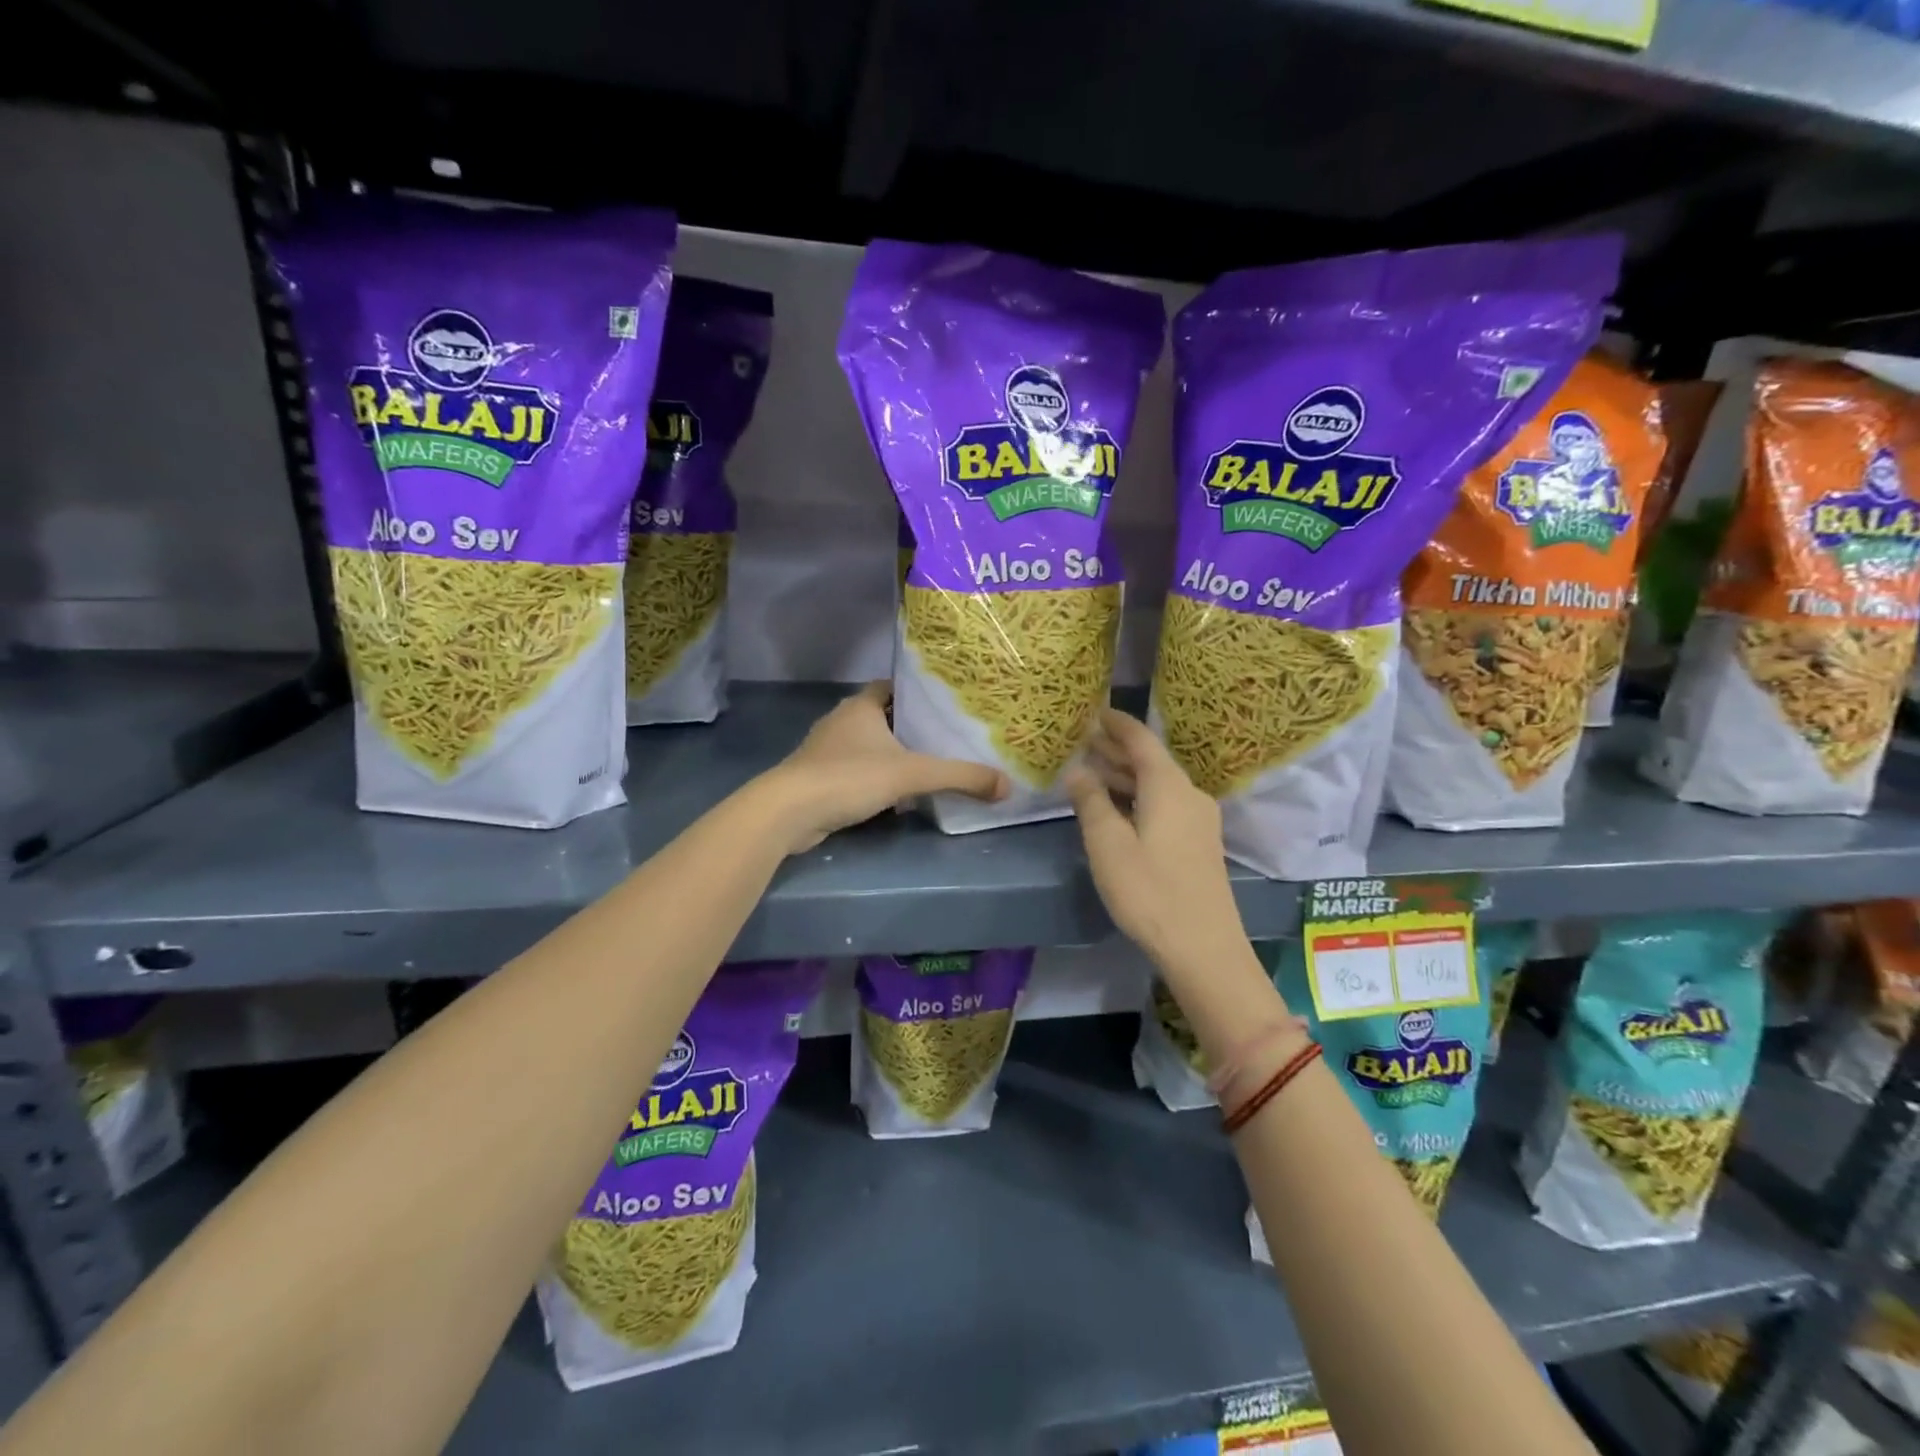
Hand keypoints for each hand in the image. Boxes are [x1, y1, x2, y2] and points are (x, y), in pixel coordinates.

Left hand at [761, 683, 1008, 853]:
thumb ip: (960, 777)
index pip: (891, 687)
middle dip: (909, 728)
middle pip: (881, 717)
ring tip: (926, 768)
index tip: (944, 704)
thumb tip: (1007, 786)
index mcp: (860, 706)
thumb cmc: (849, 777)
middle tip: (945, 739)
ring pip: (867, 747)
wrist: (788, 812)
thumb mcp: (912, 774)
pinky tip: (894, 799)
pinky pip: (854, 773)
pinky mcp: (817, 779)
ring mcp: (824, 751)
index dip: (916, 693)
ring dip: (891, 757)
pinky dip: (874, 780)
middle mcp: (841, 721)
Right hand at [1064, 709, 1256, 984]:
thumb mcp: (1108, 845)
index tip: (1093, 710)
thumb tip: (1078, 771)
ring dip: (1125, 775)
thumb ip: (1091, 802)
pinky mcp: (1198, 843)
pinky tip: (1117, 807)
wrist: (1204, 947)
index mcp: (1169, 786)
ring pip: (1157, 784)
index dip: (1116, 723)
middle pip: (1150, 761)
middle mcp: (1189, 794)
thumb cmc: (1149, 891)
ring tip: (1091, 771)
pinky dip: (1138, 796)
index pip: (1141, 739)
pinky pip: (1164, 804)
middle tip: (1082, 741)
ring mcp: (1198, 820)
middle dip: (1116, 750)